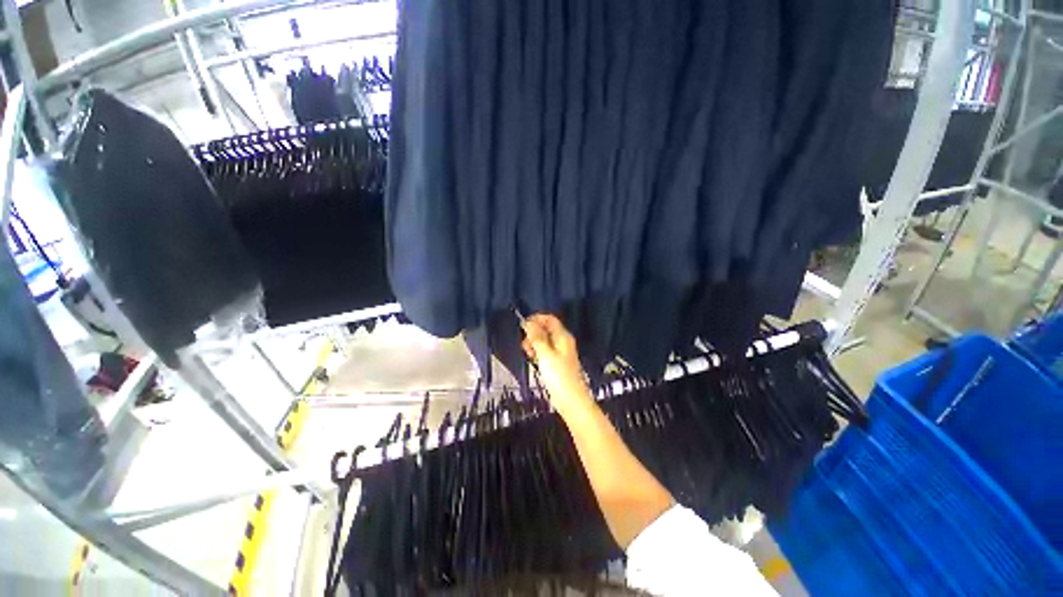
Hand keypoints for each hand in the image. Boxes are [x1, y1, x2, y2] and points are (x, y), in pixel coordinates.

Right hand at [521, 314, 592, 413]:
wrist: (571, 400)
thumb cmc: (559, 376)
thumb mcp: (545, 354)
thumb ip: (537, 337)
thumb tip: (528, 322)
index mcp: (563, 337)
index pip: (550, 319)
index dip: (536, 319)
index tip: (523, 325)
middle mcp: (562, 342)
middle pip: (546, 329)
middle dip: (533, 332)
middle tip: (524, 342)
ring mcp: (559, 353)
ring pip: (544, 341)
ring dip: (533, 342)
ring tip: (526, 351)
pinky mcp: (556, 363)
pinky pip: (544, 351)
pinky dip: (537, 351)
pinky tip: (531, 358)